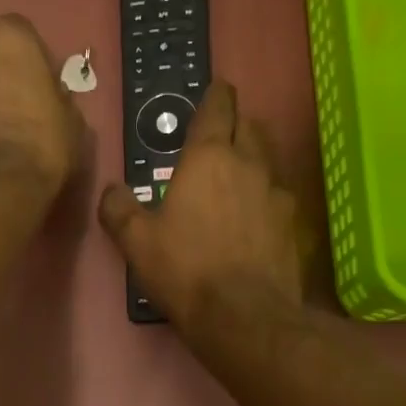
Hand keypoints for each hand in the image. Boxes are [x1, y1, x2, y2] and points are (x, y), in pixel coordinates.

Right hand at [97, 79, 309, 332]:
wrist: (245, 317)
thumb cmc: (186, 270)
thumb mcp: (137, 242)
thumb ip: (120, 210)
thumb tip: (112, 191)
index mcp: (209, 157)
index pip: (217, 108)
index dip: (215, 95)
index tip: (215, 88)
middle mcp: (250, 164)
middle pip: (250, 126)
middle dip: (236, 123)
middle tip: (220, 136)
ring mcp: (278, 194)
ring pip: (269, 159)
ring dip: (254, 158)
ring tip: (237, 176)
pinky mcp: (293, 225)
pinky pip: (279, 196)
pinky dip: (266, 196)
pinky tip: (254, 217)